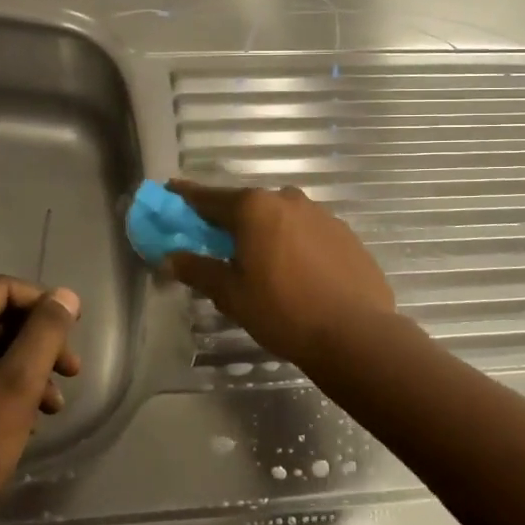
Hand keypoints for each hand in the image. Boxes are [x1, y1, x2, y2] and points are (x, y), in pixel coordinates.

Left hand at [0, 277, 80, 524]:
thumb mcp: (19, 384)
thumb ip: (46, 332)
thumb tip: (66, 295)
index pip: (0, 290)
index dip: (42, 303)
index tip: (75, 329)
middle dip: (37, 342)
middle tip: (71, 370)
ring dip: (25, 369)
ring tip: (55, 403)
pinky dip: (2, 387)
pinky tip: (29, 417)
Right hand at [161, 181, 395, 368]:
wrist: (355, 333)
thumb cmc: (283, 311)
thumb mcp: (231, 294)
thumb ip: (198, 270)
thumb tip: (169, 258)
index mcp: (254, 208)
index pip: (210, 198)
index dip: (187, 197)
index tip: (172, 191)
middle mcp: (287, 199)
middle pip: (247, 205)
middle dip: (229, 220)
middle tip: (216, 242)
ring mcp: (321, 214)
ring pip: (280, 217)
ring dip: (265, 231)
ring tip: (260, 262)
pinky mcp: (345, 233)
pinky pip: (307, 232)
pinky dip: (293, 243)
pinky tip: (296, 272)